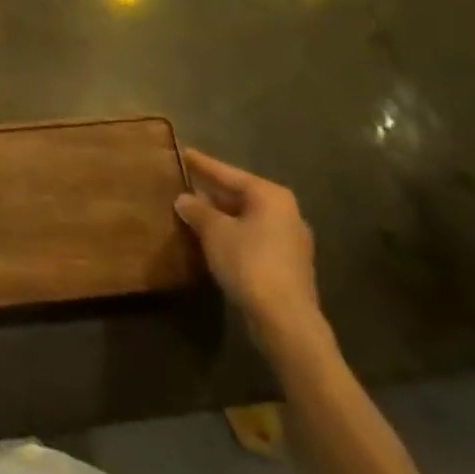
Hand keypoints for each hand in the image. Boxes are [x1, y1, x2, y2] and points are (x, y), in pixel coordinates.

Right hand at [175, 149, 329, 361]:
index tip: (183, 152)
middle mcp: (286, 212)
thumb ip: (197, 210)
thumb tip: (184, 199)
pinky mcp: (288, 265)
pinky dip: (233, 234)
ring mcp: (290, 240)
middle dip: (212, 191)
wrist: (286, 320)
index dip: (203, 164)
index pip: (229, 173)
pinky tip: (213, 240)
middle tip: (185, 183)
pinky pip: (253, 237)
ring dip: (221, 215)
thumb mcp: (214, 232)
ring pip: (247, 218)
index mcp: (270, 196)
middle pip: (241, 194)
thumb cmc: (249, 263)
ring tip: (193, 211)